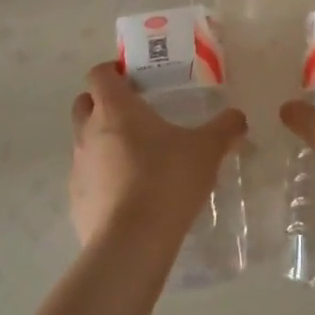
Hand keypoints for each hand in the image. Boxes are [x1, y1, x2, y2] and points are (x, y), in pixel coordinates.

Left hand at [69, 62, 247, 248]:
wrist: (132, 242)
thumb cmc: (167, 179)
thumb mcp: (207, 149)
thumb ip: (224, 128)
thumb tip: (237, 117)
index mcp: (115, 109)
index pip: (99, 74)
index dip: (113, 71)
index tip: (134, 79)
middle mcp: (88, 132)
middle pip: (84, 104)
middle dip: (102, 103)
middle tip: (135, 114)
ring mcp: (78, 168)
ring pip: (85, 143)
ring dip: (104, 143)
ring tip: (138, 159)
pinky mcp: (76, 202)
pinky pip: (88, 179)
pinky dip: (104, 179)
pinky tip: (130, 195)